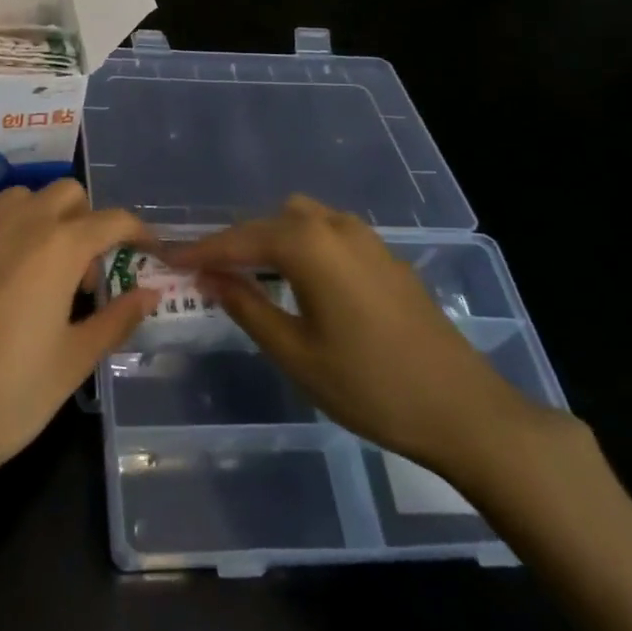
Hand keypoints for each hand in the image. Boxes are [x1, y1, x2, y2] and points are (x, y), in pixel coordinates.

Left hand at [0, 180, 156, 504]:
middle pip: (63, 194)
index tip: (145, 249)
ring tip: (33, 274)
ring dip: (36, 222)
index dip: (136, 231)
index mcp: (56, 247)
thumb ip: (116, 319)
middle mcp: (12, 223)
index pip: (111, 219)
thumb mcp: (73, 362)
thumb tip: (149, 293)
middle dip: (84, 220)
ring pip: (14, 202)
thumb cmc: (7, 397)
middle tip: (80, 273)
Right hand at [167, 195, 556, 485]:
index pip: (239, 240)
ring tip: (251, 275)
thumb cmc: (369, 386)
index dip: (201, 250)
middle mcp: (337, 228)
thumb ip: (247, 306)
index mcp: (310, 246)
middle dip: (236, 242)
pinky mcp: (386, 258)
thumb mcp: (295, 352)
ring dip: (271, 239)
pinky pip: (329, 234)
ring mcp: (367, 240)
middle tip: (208, 273)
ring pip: (303, 220)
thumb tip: (210, 277)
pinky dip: (302, 246)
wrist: (463, 410)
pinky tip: (299, 281)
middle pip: (271, 220)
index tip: (167, 258)